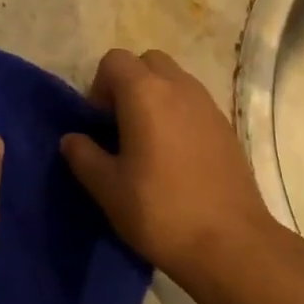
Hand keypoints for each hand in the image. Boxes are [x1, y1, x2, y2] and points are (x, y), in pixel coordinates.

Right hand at [59, 49, 274, 283]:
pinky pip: (194, 102)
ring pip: (174, 79)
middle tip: (122, 127)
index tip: (99, 125)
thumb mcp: (108, 189)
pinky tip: (176, 157)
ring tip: (148, 143)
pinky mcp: (226, 126)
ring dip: (155, 97)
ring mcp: (208, 104)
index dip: (99, 86)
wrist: (230, 243)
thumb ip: (84, 156)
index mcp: (146, 94)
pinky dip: (178, 114)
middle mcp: (179, 87)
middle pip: (147, 62)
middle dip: (129, 84)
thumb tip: (73, 139)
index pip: (114, 60)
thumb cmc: (160, 212)